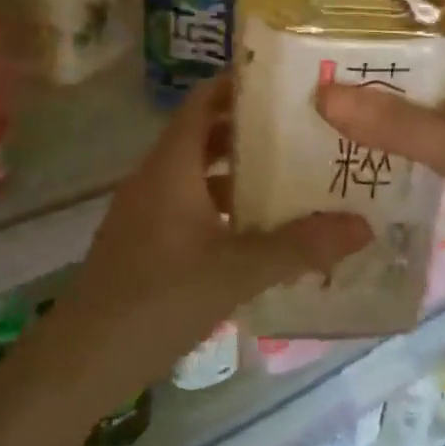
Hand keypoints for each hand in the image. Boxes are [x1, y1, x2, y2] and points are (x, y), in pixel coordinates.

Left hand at [54, 77, 369, 409]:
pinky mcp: (146, 242)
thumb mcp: (236, 271)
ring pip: (200, 175)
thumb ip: (300, 247)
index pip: (203, 101)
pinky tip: (260, 232)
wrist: (81, 362)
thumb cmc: (158, 300)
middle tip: (307, 132)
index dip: (240, 85)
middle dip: (254, 131)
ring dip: (242, 174)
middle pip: (206, 136)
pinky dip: (226, 209)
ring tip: (295, 178)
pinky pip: (192, 207)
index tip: (288, 83)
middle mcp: (156, 178)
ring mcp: (147, 211)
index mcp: (172, 166)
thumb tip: (363, 226)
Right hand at [317, 0, 444, 291]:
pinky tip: (367, 130)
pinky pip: (439, 116)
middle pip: (431, 37)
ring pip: (433, 79)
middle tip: (316, 41)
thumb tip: (322, 95)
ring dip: (391, 81)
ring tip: (328, 80)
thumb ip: (399, 125)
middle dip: (381, 38)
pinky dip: (407, 118)